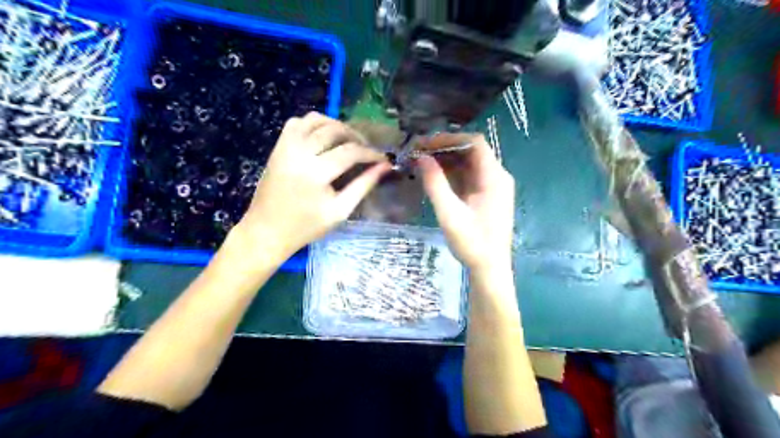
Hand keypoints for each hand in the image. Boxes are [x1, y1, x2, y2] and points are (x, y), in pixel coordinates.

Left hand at [229, 113, 388, 262]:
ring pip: (317, 120)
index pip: (351, 152)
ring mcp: (286, 146)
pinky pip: (298, 122)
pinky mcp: (278, 146)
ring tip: (349, 141)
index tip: (383, 159)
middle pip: (335, 130)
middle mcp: (300, 153)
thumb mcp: (340, 211)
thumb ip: (363, 186)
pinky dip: (315, 124)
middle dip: (357, 137)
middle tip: (367, 150)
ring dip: (337, 126)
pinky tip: (324, 137)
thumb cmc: (306, 226)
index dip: (371, 153)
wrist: (267, 230)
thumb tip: (384, 167)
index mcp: (316, 173)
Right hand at [417, 136, 515, 274]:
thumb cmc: (472, 243)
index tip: (425, 143)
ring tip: (421, 161)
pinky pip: (468, 176)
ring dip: (446, 160)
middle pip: (471, 151)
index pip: (474, 143)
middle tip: (418, 152)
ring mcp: (493, 186)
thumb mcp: (450, 214)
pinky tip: (433, 175)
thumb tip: (421, 157)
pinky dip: (451, 173)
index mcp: (494, 177)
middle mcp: (497, 176)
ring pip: (468, 163)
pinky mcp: (486, 195)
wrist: (490, 269)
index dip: (449, 138)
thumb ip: (435, 184)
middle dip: (444, 148)